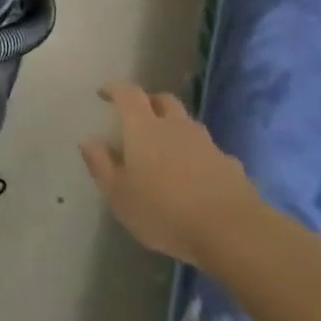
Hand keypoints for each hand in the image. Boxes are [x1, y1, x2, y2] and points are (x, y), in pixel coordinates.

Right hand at [79, 82, 263, 265]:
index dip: (115, 89)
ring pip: (187, 124)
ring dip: (174, 127)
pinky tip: (193, 174)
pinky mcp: (229, 164)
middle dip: (149, 102)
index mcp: (144, 128)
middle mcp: (176, 127)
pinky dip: (196, 154)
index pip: (128, 95)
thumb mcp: (118, 194)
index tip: (104, 92)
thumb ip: (101, 165)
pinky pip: (207, 150)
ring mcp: (206, 144)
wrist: (230, 230)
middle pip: (163, 101)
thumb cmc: (163, 211)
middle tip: (137, 114)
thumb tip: (89, 141)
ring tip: (164, 146)